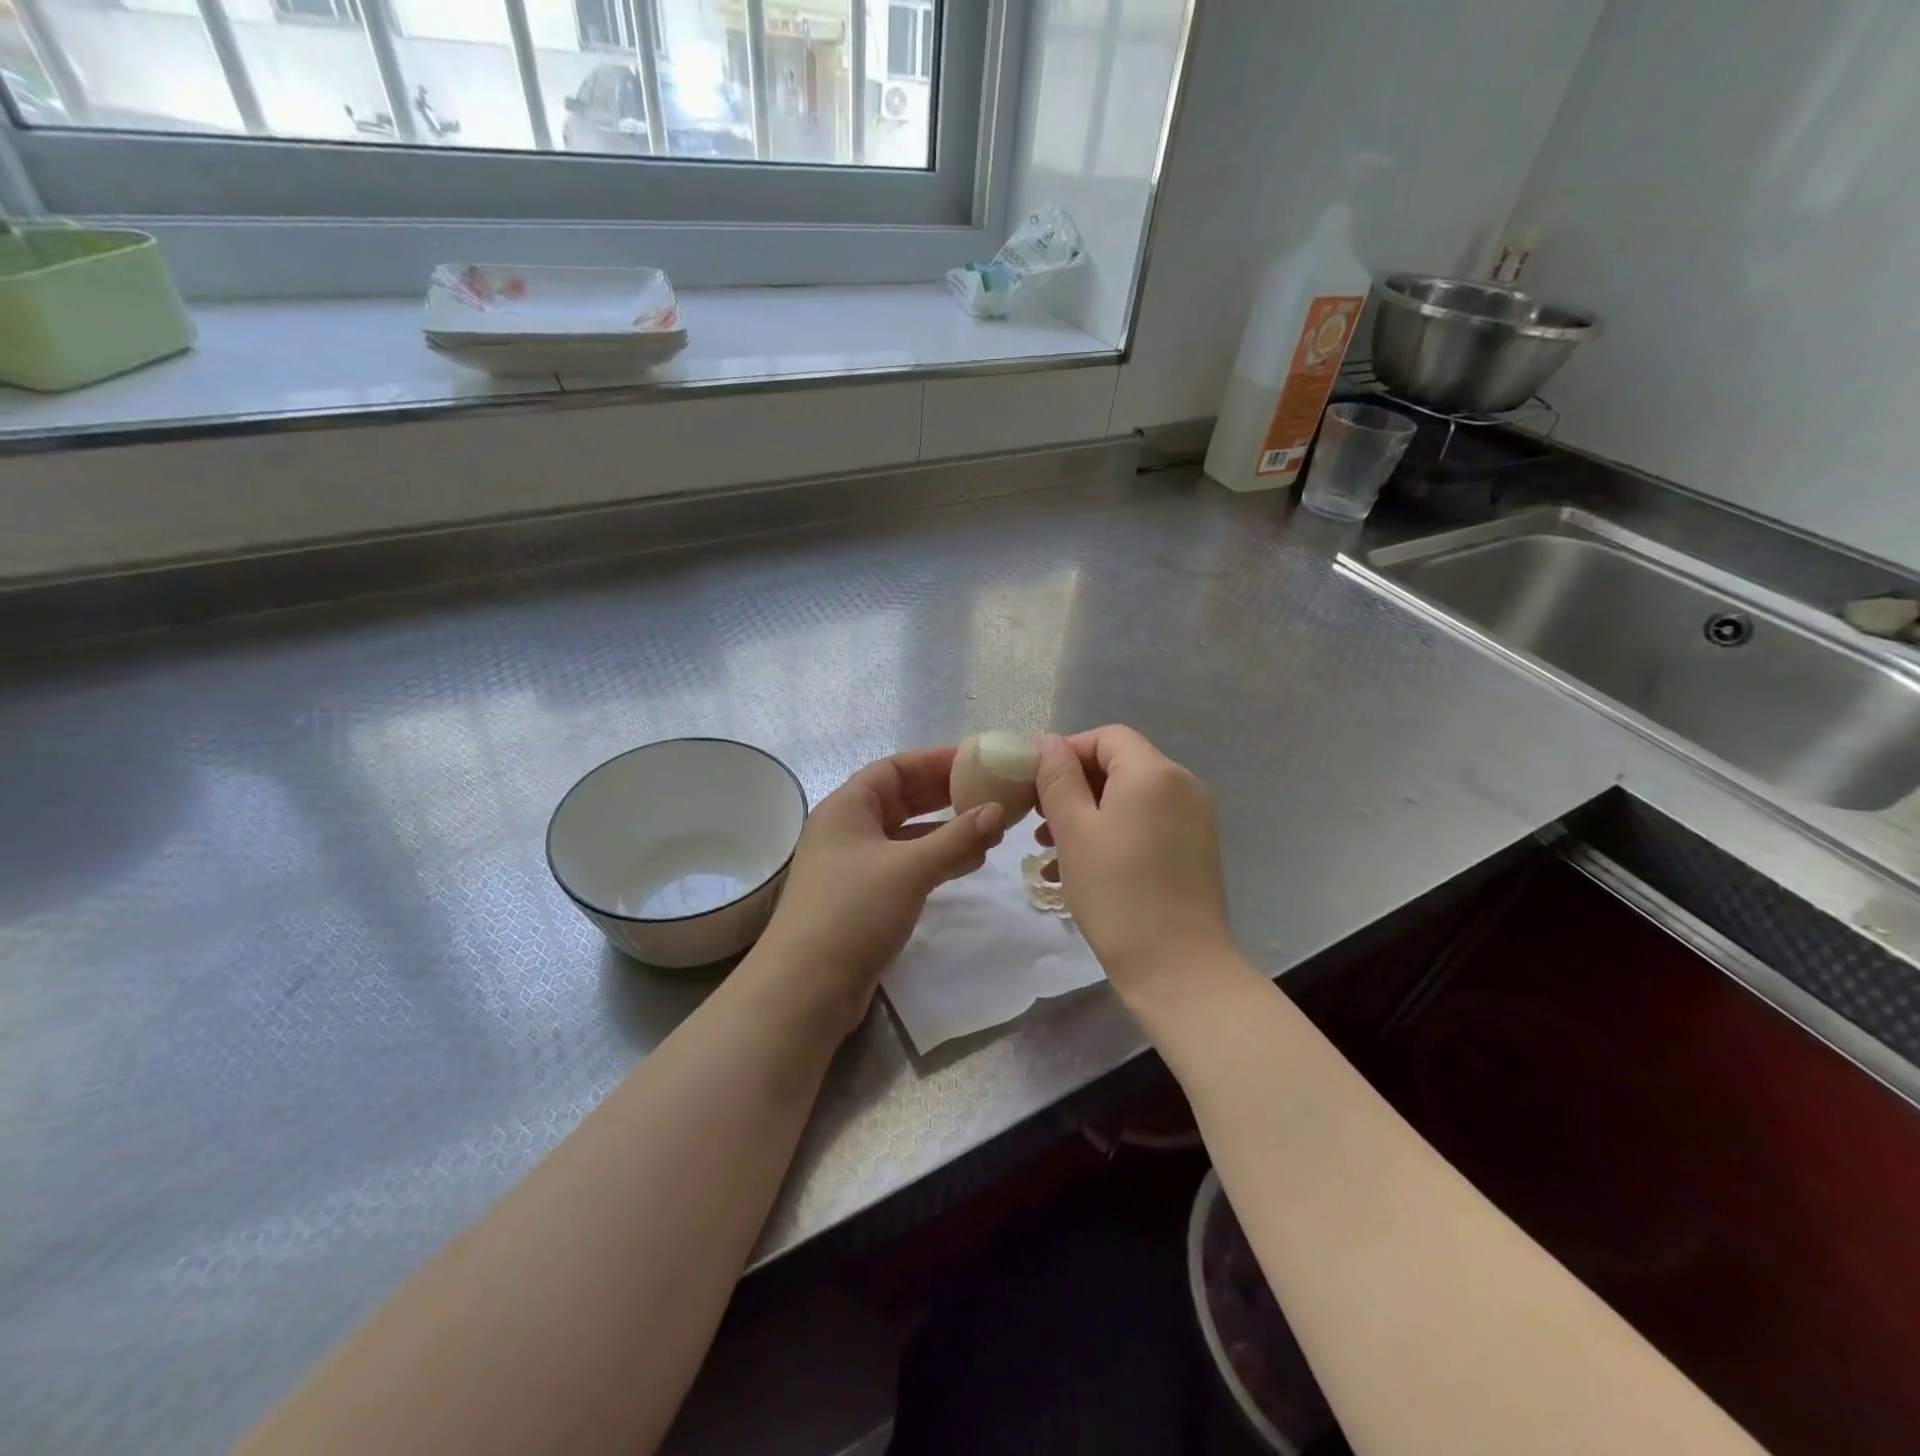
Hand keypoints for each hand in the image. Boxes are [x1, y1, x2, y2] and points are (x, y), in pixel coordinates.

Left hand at [748, 746, 1005, 1037]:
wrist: (806, 988)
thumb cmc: (853, 912)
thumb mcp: (910, 868)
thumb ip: (957, 838)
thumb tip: (997, 811)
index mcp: (847, 807)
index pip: (895, 768)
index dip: (935, 761)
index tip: (977, 759)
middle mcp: (848, 830)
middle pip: (902, 799)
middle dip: (945, 795)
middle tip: (990, 792)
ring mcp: (855, 866)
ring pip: (907, 835)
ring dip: (946, 831)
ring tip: (990, 830)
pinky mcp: (864, 898)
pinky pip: (907, 865)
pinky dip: (936, 860)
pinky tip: (969, 864)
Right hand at [1034, 726, 1233, 1000]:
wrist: (1178, 967)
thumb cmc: (1116, 892)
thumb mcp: (1074, 830)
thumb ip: (1058, 778)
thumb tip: (1049, 741)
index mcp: (1154, 772)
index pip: (1106, 737)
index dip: (1067, 752)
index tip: (1034, 784)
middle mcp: (1182, 785)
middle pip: (1120, 766)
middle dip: (1074, 787)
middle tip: (1038, 820)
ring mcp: (1194, 819)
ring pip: (1130, 799)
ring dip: (1088, 814)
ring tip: (1050, 849)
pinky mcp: (1195, 849)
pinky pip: (1147, 825)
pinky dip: (1113, 834)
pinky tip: (1080, 870)